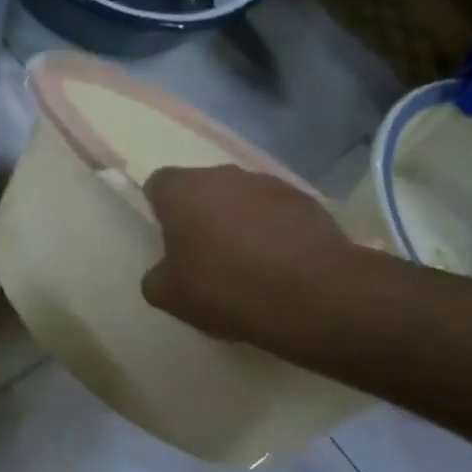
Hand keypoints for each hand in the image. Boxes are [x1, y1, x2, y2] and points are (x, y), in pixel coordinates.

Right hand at [141, 165, 356, 342]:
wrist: (314, 295)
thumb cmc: (226, 288)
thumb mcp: (169, 296)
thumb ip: (156, 276)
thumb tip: (165, 271)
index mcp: (183, 190)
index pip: (159, 184)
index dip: (160, 210)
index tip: (167, 240)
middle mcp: (224, 175)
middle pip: (202, 189)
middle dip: (201, 214)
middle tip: (204, 255)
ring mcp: (269, 184)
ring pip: (241, 198)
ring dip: (238, 221)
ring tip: (247, 263)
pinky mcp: (307, 201)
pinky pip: (277, 212)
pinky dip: (273, 231)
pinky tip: (279, 265)